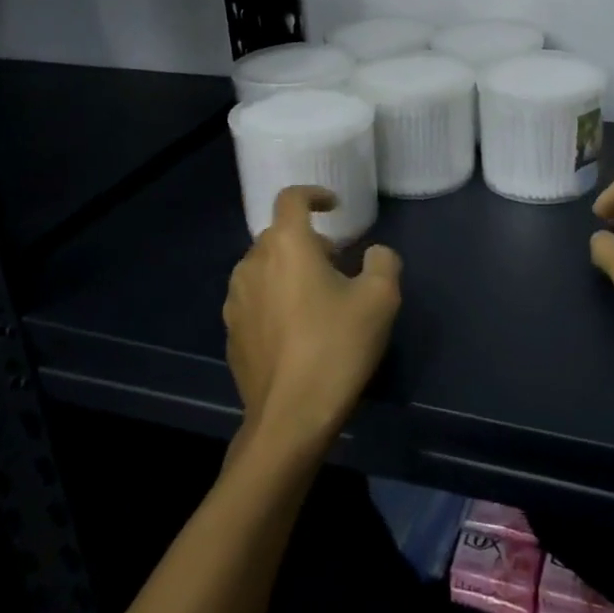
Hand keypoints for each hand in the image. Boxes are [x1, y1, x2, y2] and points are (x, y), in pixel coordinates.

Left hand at [222, 186, 401, 455]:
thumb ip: (383, 261)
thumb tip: (373, 254)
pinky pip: (255, 300)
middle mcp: (252, 264)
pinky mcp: (231, 333)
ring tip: (317, 297)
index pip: (291, 198)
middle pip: (278, 235)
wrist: (290, 418)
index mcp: (286, 245)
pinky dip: (275, 299)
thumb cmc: (337, 347)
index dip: (314, 194)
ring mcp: (235, 301)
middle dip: (307, 240)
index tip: (334, 205)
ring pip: (264, 268)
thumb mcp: (381, 299)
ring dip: (289, 270)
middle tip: (337, 262)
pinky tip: (297, 330)